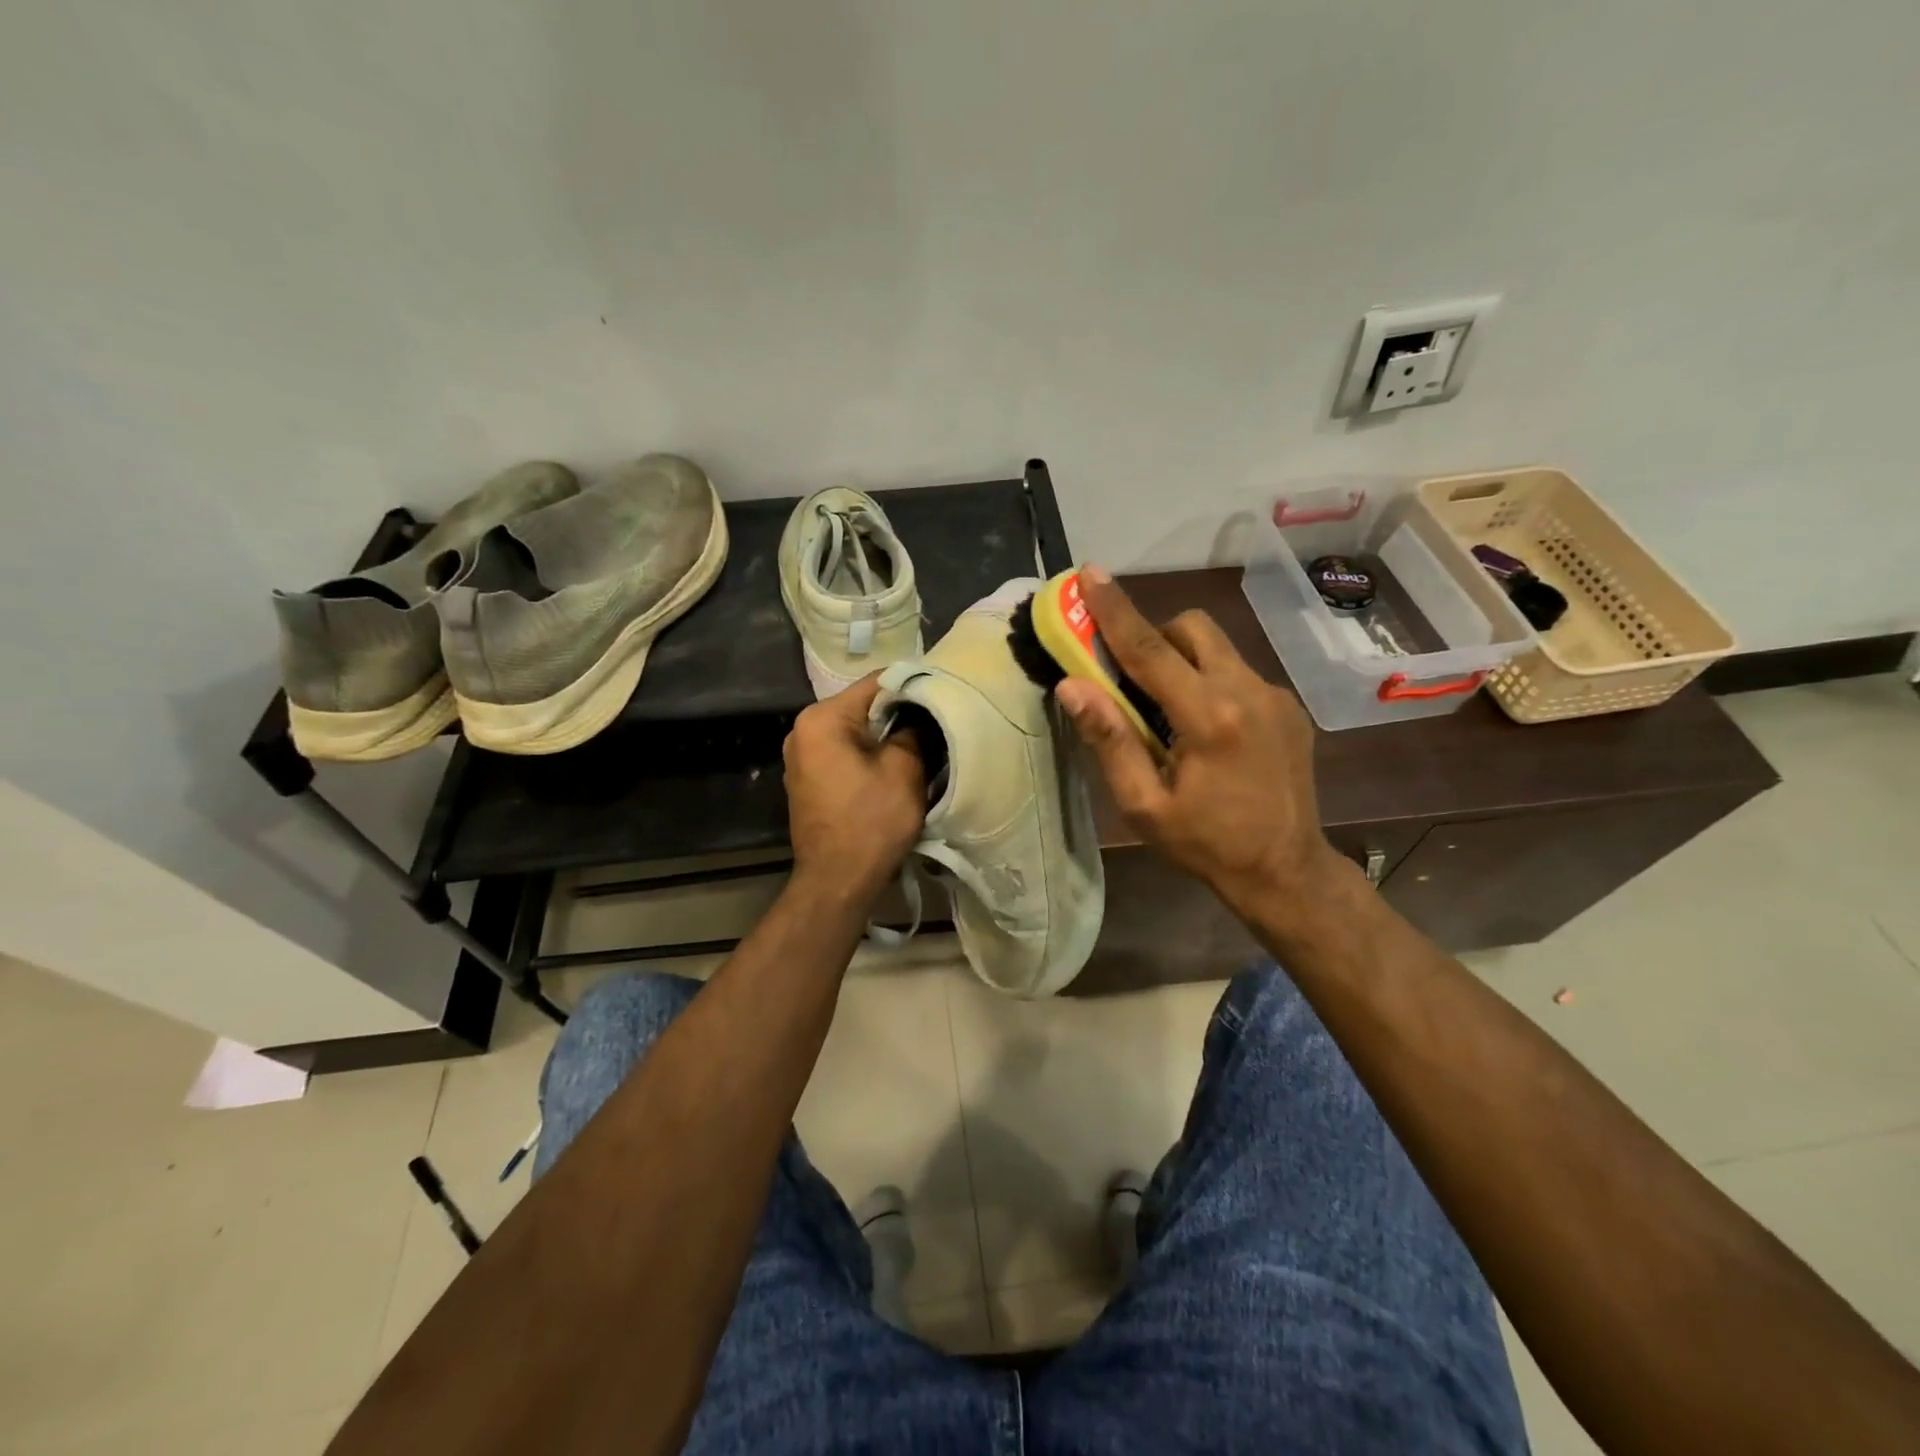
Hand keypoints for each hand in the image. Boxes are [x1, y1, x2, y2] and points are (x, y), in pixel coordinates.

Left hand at [783, 675, 926, 906]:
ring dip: (884, 736)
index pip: (875, 683)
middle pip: (862, 706)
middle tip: (936, 720)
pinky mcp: (807, 780)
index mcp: (822, 719)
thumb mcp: (904, 770)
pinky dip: (868, 755)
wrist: (837, 882)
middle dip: (898, 713)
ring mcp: (801, 757)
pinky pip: (843, 753)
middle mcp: (802, 730)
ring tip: (920, 742)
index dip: (912, 685)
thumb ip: (912, 730)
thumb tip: (918, 714)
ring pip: (854, 731)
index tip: (942, 692)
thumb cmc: (871, 822)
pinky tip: (893, 766)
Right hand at [1056, 568, 1345, 920]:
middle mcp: (1247, 692)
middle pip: (1192, 628)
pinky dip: (1209, 681)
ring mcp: (1274, 696)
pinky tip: (1205, 729)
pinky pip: (1238, 672)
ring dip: (1182, 659)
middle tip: (1132, 677)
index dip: (1114, 609)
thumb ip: (1109, 740)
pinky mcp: (1287, 707)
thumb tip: (1072, 686)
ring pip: (1217, 647)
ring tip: (1167, 710)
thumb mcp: (1144, 805)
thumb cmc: (1206, 844)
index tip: (1090, 573)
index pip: (1150, 649)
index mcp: (1209, 718)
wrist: (1286, 872)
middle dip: (1155, 635)